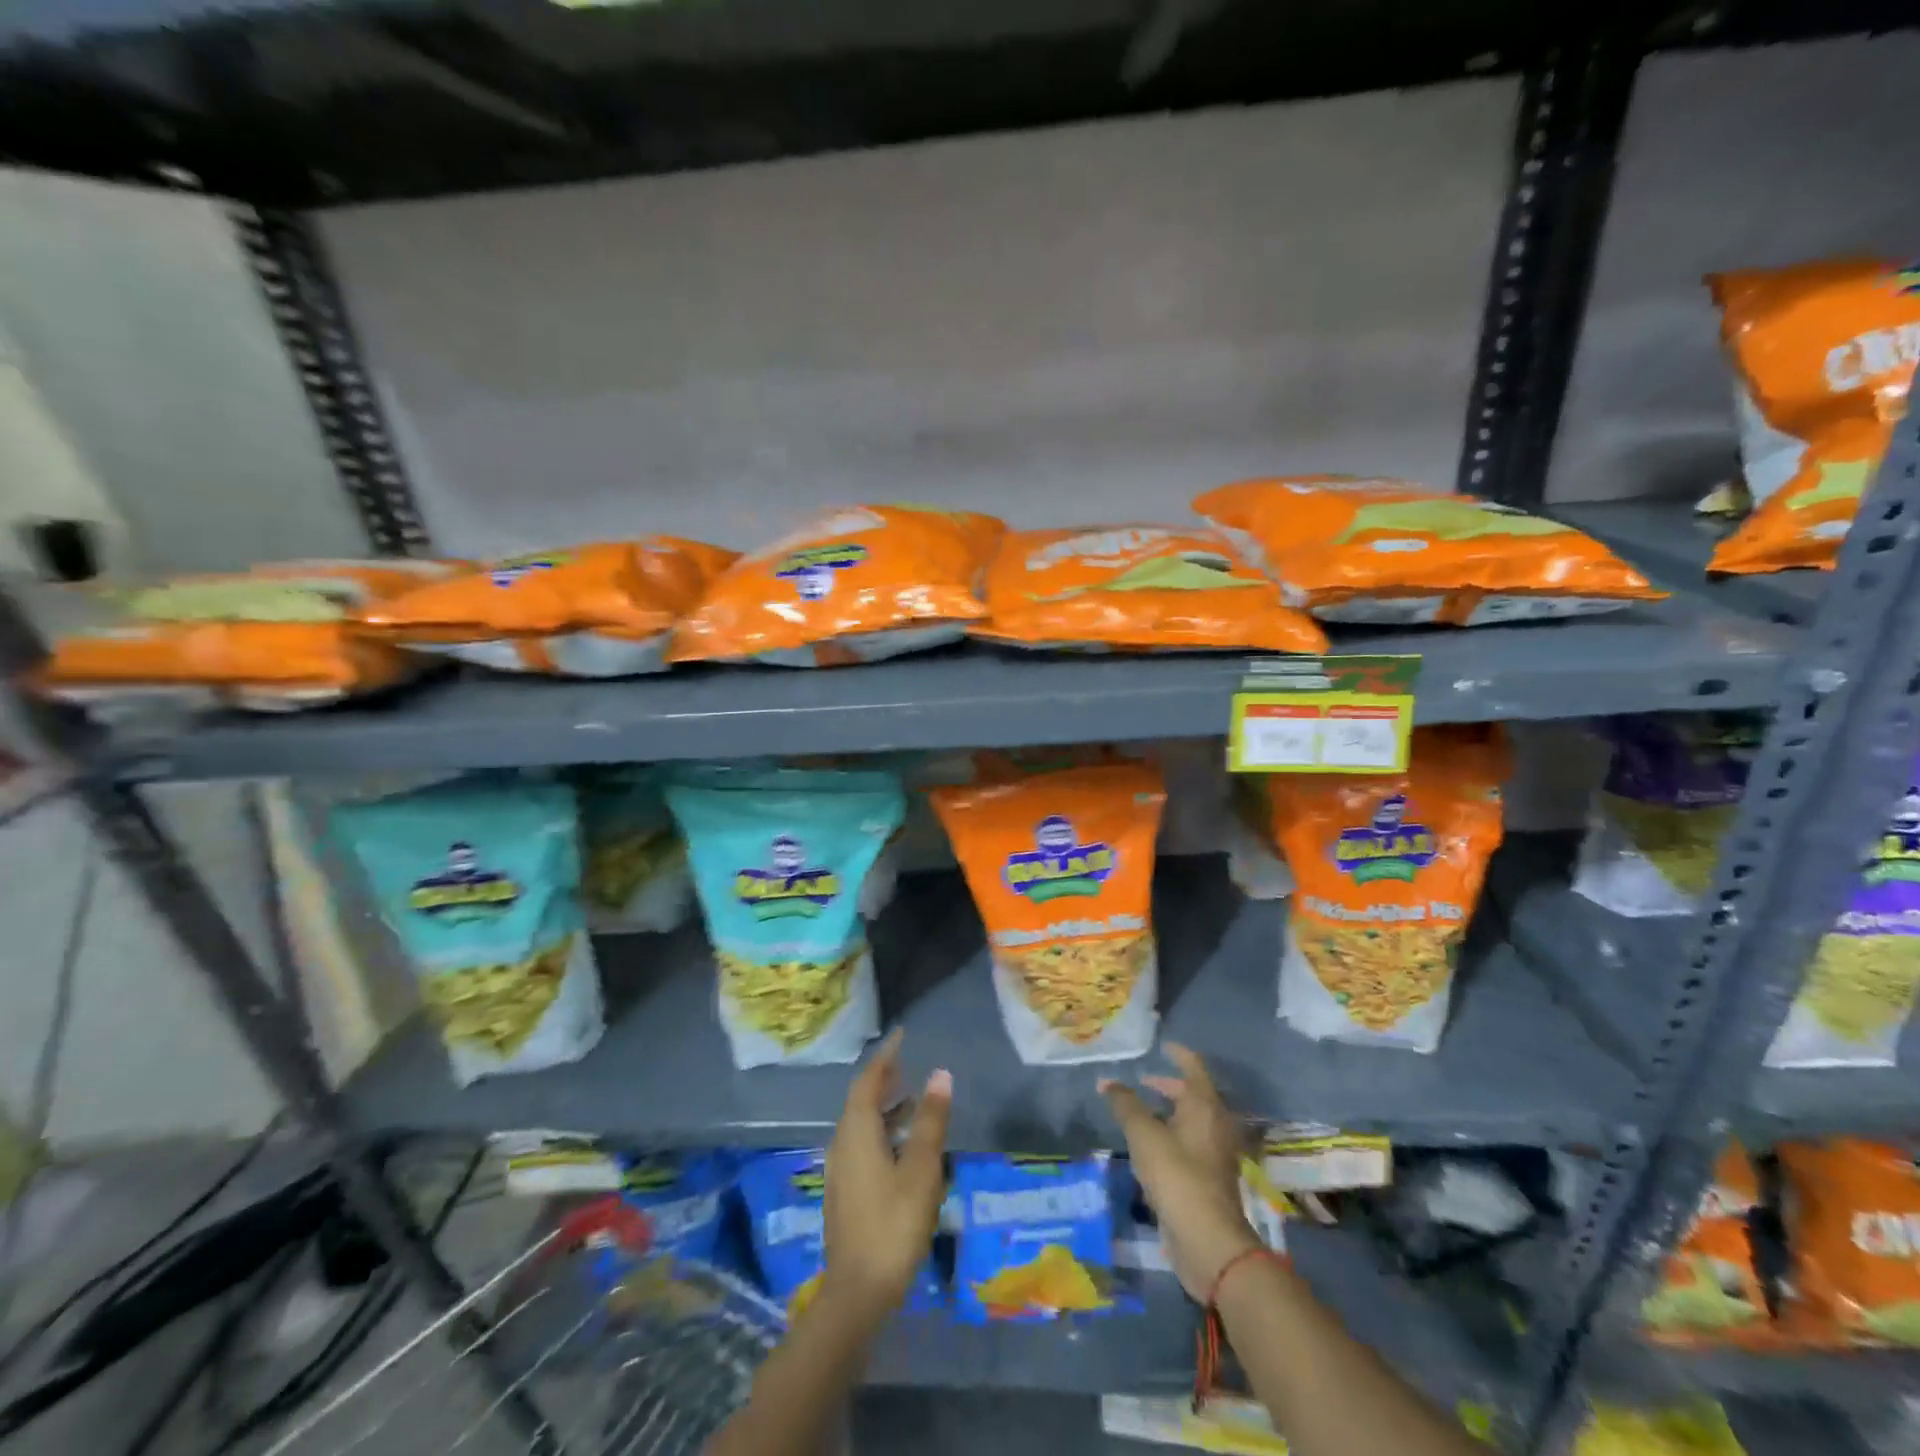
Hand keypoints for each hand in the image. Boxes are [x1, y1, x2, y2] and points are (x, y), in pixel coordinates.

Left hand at [823, 1030, 951, 1320]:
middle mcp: (842, 1142)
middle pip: (861, 1099)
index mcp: (856, 1131)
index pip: (868, 1080)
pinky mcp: (845, 1191)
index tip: (901, 1035)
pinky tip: (902, 1144)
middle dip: (884, 1079)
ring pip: (861, 1123)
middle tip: (908, 1062)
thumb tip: (939, 1074)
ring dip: (884, 1106)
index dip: (885, 1056)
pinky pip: (862, 1142)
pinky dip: (881, 1129)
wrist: (857, 1292)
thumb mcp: (920, 1169)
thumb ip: (930, 1120)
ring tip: (912, 1098)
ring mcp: (840, 1169)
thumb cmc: (893, 1224)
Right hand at [1101, 1043, 1261, 1303]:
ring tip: (1141, 1114)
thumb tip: (1106, 1081)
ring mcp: (1216, 1153)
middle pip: (1194, 1095)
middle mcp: (1216, 1123)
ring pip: (1192, 1121)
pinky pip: (1192, 1144)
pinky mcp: (1211, 1179)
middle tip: (1142, 1082)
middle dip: (1168, 1086)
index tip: (1162, 1046)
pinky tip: (1151, 1148)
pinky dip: (1173, 1136)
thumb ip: (1125, 1104)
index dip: (1177, 1053)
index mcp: (1204, 1105)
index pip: (1193, 1066)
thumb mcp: (1143, 1134)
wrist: (1208, 1240)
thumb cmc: (1177, 1175)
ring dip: (1170, 1113)